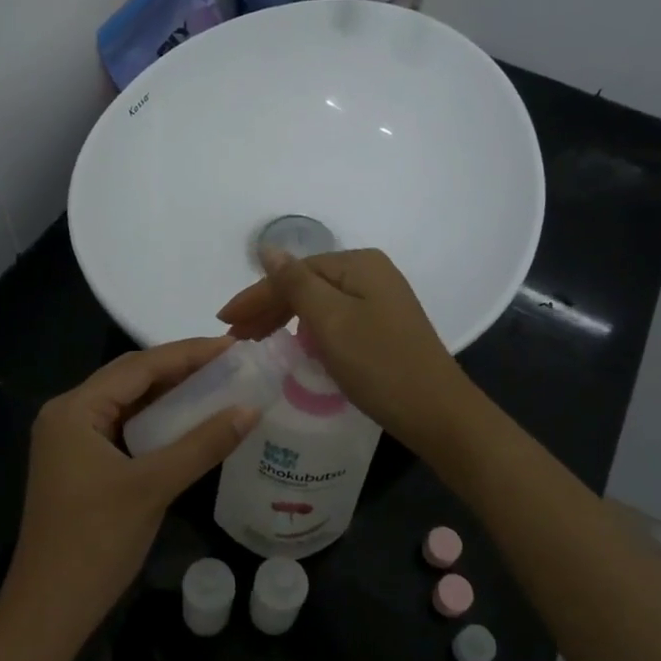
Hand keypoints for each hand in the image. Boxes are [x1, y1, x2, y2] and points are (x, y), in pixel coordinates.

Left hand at [1, 339, 257, 641]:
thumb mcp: (154, 487)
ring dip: (170, 394)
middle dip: (180, 368)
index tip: (233, 346)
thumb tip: (251, 408)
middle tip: (230, 362)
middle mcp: (68, 414)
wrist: (49, 611)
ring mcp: (71, 439)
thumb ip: (203, 444)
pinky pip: (124, 427)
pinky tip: (188, 421)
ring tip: (218, 383)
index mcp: (75, 409)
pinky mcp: (80, 463)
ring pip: (128, 402)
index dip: (188, 353)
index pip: (138, 366)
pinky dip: (156, 421)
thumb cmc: (95, 542)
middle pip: (131, 378)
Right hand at [216, 248, 473, 453]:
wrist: (437, 412)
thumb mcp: (330, 320)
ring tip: (256, 341)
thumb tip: (268, 247)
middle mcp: (371, 273)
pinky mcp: (384, 327)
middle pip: (307, 285)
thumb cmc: (378, 364)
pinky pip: (335, 320)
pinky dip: (309, 331)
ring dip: (285, 319)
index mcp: (359, 264)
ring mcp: (381, 301)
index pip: (294, 273)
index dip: (256, 295)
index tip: (224, 321)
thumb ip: (295, 283)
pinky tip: (295, 345)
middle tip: (235, 336)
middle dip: (268, 308)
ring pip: (319, 304)